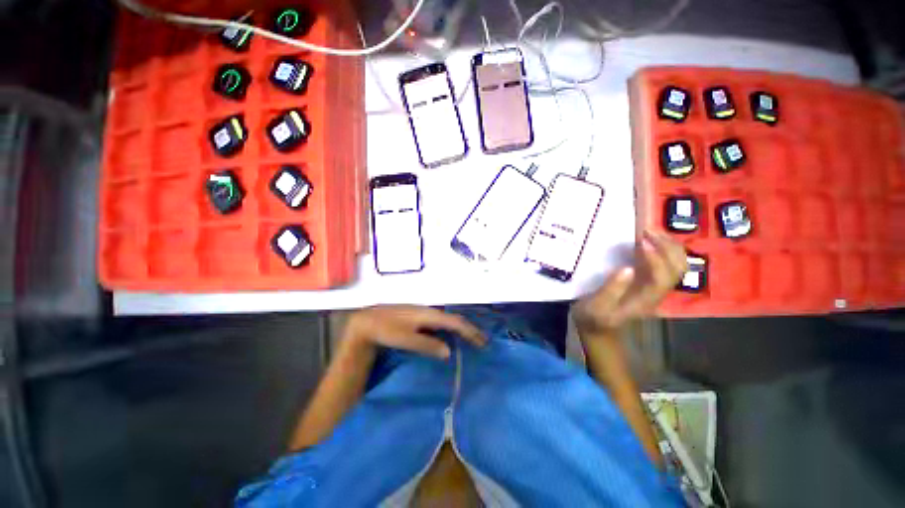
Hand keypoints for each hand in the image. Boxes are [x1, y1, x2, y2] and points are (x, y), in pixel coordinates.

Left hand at [343, 305, 486, 359]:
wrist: (368, 320)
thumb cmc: (386, 330)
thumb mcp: (406, 339)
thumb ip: (427, 345)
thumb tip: (449, 351)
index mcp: (429, 315)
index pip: (455, 322)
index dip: (470, 331)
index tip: (482, 342)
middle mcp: (430, 311)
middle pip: (454, 319)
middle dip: (469, 329)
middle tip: (481, 341)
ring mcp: (424, 313)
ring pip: (447, 320)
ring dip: (460, 329)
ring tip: (471, 339)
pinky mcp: (419, 317)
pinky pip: (440, 322)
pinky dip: (450, 329)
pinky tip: (451, 336)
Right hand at [573, 230, 686, 334]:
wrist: (599, 328)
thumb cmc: (594, 317)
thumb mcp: (596, 307)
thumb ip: (611, 290)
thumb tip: (627, 268)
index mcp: (645, 299)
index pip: (662, 277)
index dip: (655, 257)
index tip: (640, 240)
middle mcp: (657, 292)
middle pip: (678, 268)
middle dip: (667, 246)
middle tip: (646, 229)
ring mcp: (655, 287)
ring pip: (677, 264)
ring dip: (668, 245)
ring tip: (649, 230)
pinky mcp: (649, 281)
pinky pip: (667, 263)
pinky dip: (662, 248)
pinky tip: (647, 240)